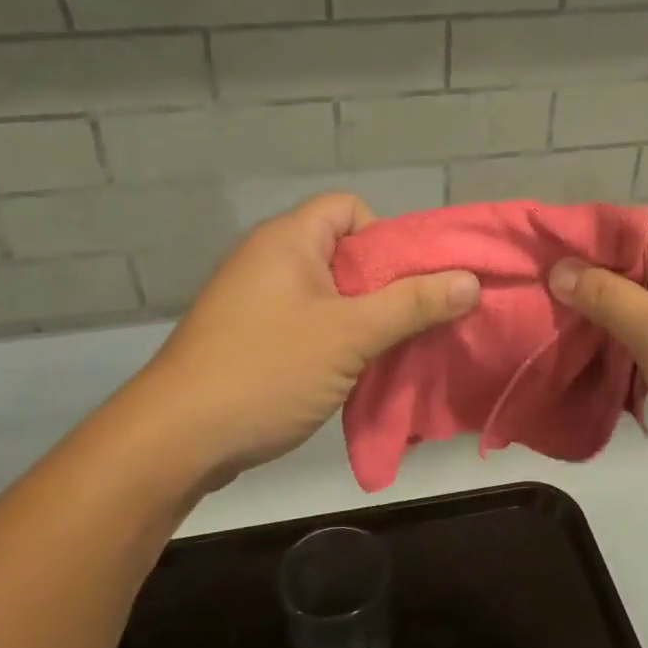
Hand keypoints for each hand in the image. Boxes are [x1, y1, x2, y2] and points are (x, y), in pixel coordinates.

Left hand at [142, 194, 479, 487]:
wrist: (177, 439)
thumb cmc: (267, 371)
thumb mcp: (350, 335)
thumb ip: (413, 304)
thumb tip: (470, 280)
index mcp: (288, 240)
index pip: (349, 208)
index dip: (386, 237)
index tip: (408, 283)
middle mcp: (269, 260)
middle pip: (344, 253)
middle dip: (386, 285)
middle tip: (414, 322)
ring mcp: (255, 302)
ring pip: (329, 295)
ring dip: (365, 320)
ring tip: (392, 352)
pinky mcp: (251, 339)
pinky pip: (308, 325)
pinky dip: (336, 342)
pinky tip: (355, 374)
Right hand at [549, 211, 647, 513]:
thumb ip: (607, 295)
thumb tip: (560, 268)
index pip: (643, 223)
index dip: (593, 232)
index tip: (544, 248)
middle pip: (641, 264)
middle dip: (592, 278)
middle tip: (538, 289)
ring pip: (645, 306)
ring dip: (604, 316)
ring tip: (550, 322)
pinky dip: (624, 346)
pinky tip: (585, 357)